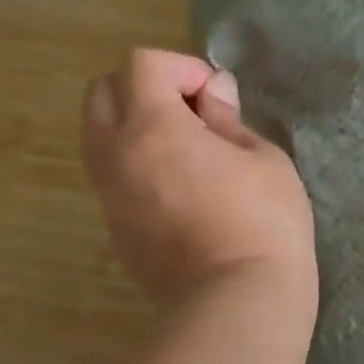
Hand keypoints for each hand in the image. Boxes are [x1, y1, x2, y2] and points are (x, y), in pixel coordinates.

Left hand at [82, 49, 314, 306]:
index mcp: (152, 127)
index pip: (141, 64)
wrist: (238, 298)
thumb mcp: (264, 158)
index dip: (183, 67)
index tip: (218, 96)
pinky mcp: (114, 228)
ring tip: (188, 149)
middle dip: (146, 87)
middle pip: (102, 92)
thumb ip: (229, 119)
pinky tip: (182, 188)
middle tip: (194, 112)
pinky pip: (112, 175)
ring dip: (136, 125)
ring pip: (99, 135)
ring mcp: (109, 195)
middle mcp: (115, 154)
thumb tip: (213, 94)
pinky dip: (137, 162)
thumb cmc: (265, 221)